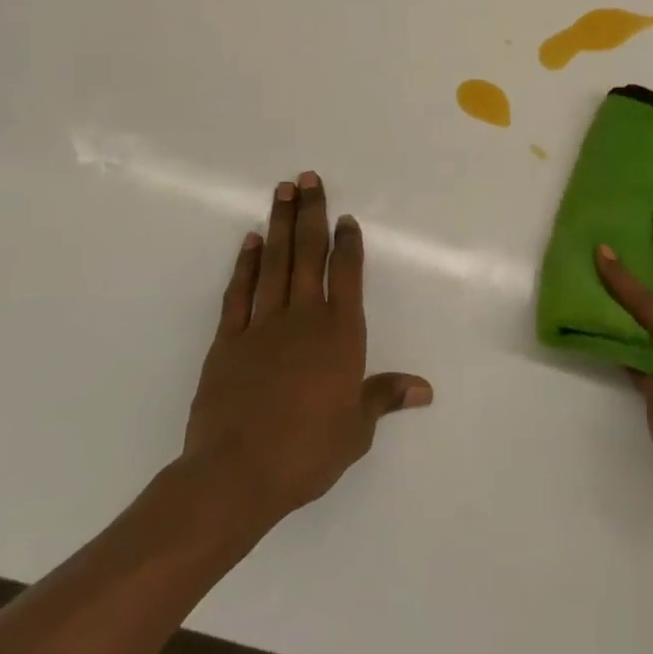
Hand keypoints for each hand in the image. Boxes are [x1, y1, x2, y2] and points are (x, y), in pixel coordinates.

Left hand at [182, 172, 431, 531]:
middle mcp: (303, 318)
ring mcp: (262, 326)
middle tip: (308, 178)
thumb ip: (384, 398)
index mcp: (339, 334)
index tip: (345, 218)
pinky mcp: (227, 341)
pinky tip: (250, 240)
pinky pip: (239, 293)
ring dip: (280, 225)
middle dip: (311, 214)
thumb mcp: (356, 430)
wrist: (235, 475)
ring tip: (282, 191)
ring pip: (274, 263)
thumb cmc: (307, 452)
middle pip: (309, 255)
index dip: (348, 244)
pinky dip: (245, 264)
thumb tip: (425, 389)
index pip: (347, 275)